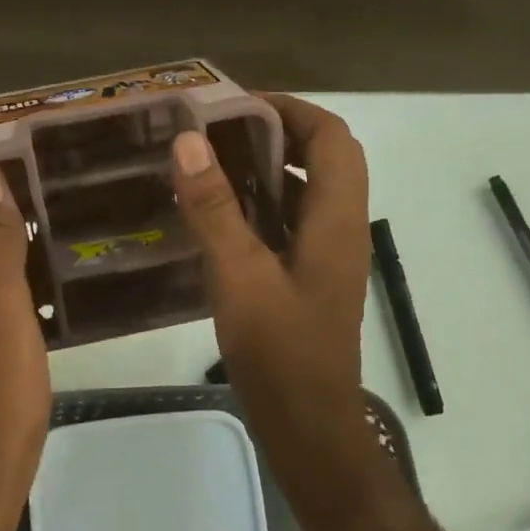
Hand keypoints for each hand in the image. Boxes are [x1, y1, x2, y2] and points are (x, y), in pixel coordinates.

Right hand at [171, 96, 373, 483]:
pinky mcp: (308, 280)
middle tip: (214, 132)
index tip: (237, 104)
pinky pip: (288, 226)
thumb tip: (190, 141)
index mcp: (336, 220)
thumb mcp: (240, 276)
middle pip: (321, 160)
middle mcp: (339, 230)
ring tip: (208, 164)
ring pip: (304, 194)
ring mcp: (325, 257)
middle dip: (273, 136)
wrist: (307, 426)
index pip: (331, 138)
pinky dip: (258, 208)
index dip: (291, 110)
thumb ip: (215, 209)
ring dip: (265, 171)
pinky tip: (214, 217)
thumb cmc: (280, 352)